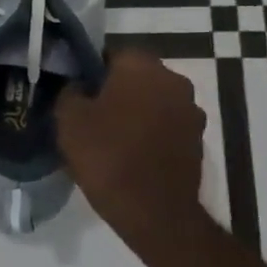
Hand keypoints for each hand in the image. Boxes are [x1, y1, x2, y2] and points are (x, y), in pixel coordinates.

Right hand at [57, 50, 206, 236]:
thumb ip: (70, 91)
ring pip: (152, 101)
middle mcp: (174, 80)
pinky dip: (149, 133)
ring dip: (135, 112)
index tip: (75, 92)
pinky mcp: (198, 141)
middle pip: (135, 77)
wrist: (154, 213)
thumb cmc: (107, 156)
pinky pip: (165, 126)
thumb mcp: (68, 119)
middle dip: (114, 90)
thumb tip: (78, 86)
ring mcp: (191, 111)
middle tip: (88, 114)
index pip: (110, 54)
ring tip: (109, 136)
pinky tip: (130, 153)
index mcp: (142, 66)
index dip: (90, 71)